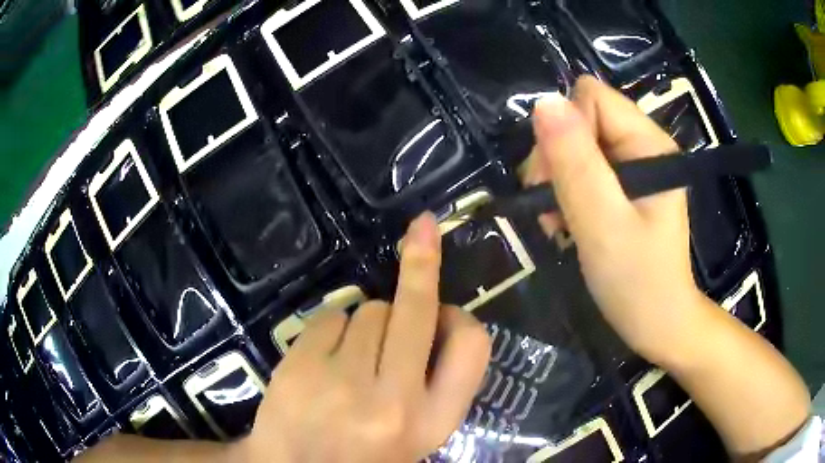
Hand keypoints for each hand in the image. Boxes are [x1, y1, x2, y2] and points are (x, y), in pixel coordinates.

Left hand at [242, 213, 490, 462]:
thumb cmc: (364, 454)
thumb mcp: (417, 432)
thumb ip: (436, 382)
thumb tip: (436, 314)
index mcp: (433, 421)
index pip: (471, 345)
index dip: (461, 315)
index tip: (447, 304)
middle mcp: (395, 400)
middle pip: (415, 308)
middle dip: (420, 263)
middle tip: (423, 229)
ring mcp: (343, 382)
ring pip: (370, 309)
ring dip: (368, 321)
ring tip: (353, 359)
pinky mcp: (302, 365)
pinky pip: (332, 315)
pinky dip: (333, 326)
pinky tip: (324, 359)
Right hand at [524, 76, 699, 365]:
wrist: (657, 323)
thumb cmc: (637, 282)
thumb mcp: (603, 223)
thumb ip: (576, 162)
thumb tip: (544, 101)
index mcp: (648, 143)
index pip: (591, 98)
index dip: (565, 131)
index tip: (556, 179)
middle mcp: (643, 144)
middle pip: (580, 118)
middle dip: (556, 158)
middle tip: (552, 206)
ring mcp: (634, 165)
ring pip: (575, 143)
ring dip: (557, 178)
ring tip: (557, 220)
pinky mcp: (624, 186)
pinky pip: (582, 167)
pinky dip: (565, 191)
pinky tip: (565, 220)